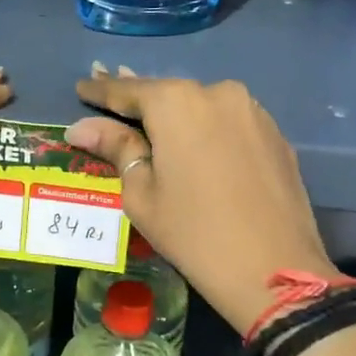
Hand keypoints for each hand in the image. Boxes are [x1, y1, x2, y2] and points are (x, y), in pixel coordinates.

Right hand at [66, 65, 336, 336]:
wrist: (275, 270)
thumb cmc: (193, 232)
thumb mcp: (141, 193)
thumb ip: (115, 148)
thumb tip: (80, 127)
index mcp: (176, 103)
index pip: (128, 91)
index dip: (101, 90)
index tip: (82, 86)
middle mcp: (216, 93)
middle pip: (166, 93)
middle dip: (137, 98)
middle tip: (108, 93)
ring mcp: (252, 111)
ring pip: (200, 105)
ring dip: (174, 114)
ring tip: (148, 121)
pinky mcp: (274, 134)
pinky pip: (227, 122)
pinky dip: (205, 128)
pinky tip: (193, 142)